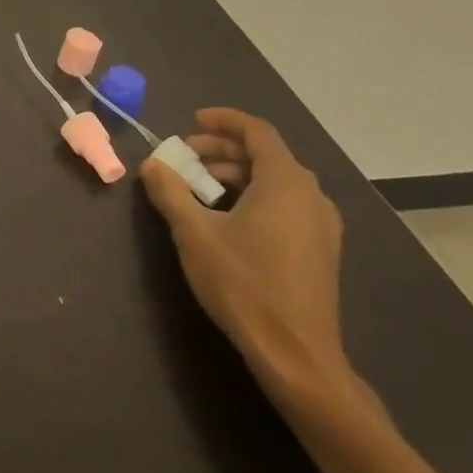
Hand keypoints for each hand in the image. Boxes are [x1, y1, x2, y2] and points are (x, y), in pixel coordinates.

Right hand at [139, 108, 348, 399]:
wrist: (295, 353)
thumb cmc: (243, 283)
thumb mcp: (193, 233)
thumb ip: (170, 191)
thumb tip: (152, 164)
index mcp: (285, 183)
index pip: (258, 132)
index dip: (224, 121)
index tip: (192, 120)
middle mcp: (311, 196)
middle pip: (266, 156)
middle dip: (222, 150)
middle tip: (184, 157)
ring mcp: (320, 225)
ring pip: (275, 182)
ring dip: (235, 175)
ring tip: (198, 188)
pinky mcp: (319, 250)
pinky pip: (285, 204)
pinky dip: (253, 196)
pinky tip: (225, 218)